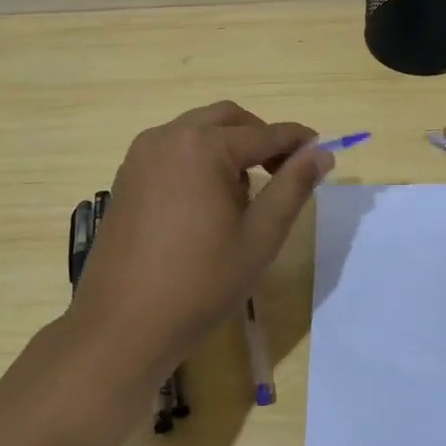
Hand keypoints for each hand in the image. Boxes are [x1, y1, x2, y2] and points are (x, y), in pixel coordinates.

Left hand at [67, 101, 333, 388]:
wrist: (124, 325)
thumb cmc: (201, 282)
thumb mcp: (260, 236)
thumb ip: (293, 187)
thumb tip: (321, 153)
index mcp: (203, 146)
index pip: (264, 133)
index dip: (296, 140)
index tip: (321, 150)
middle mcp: (168, 137)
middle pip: (227, 119)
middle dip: (260, 137)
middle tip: (284, 170)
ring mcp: (141, 155)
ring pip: (197, 131)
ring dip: (228, 146)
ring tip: (245, 194)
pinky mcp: (126, 177)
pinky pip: (173, 150)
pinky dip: (199, 159)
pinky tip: (207, 202)